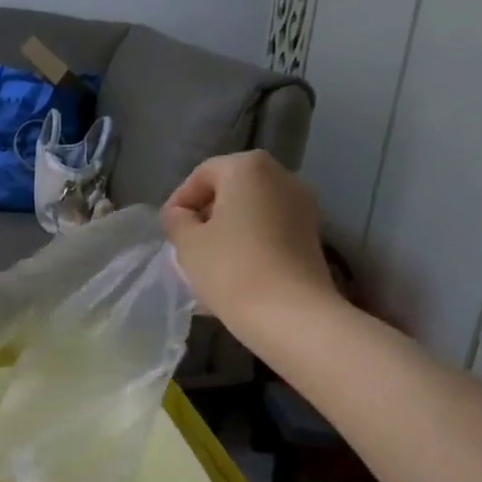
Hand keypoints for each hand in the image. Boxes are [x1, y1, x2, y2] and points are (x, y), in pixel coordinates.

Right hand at [161, 152, 337, 344]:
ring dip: (228, 234)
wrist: (290, 314)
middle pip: (232, 191)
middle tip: (187, 247)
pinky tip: (234, 276)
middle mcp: (282, 177)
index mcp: (249, 167)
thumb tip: (180, 216)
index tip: (168, 231)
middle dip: (207, 217)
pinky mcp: (312, 238)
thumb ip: (177, 221)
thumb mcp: (188, 243)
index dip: (180, 201)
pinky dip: (250, 246)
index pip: (203, 175)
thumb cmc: (231, 269)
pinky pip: (271, 233)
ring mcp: (303, 207)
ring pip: (253, 214)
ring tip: (209, 266)